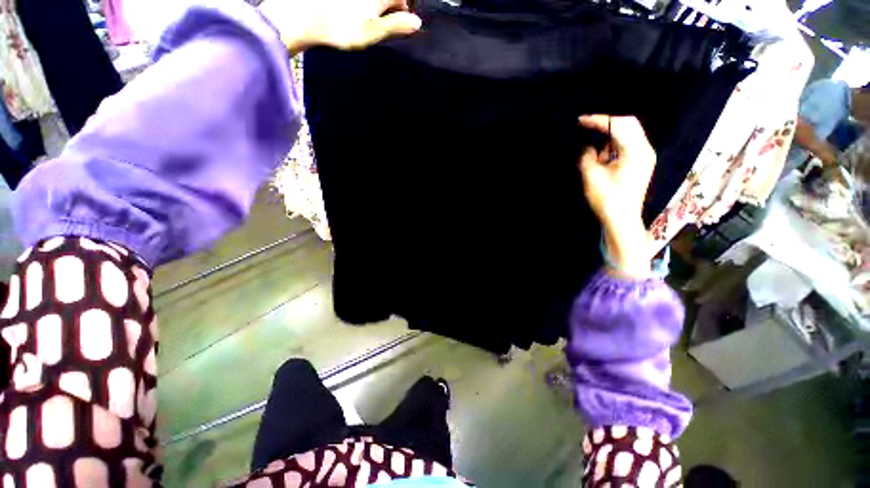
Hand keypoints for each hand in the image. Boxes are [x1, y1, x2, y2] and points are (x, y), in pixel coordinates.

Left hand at [260, 0, 421, 52]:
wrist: (303, 17)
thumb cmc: (340, 27)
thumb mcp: (371, 32)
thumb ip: (394, 26)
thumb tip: (417, 23)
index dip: (403, 8)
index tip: (399, 21)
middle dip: (388, 7)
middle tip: (381, 22)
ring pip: (371, 2)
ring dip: (374, 8)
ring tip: (364, 19)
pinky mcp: (340, 1)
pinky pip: (358, 5)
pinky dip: (362, 8)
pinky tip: (352, 14)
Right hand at [578, 115, 656, 277]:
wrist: (622, 220)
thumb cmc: (607, 199)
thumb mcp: (591, 176)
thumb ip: (587, 157)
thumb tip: (588, 148)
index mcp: (635, 151)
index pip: (617, 125)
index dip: (598, 120)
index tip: (580, 121)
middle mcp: (644, 149)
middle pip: (628, 124)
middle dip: (606, 124)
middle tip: (587, 129)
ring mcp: (645, 157)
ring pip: (628, 134)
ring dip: (610, 137)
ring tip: (595, 153)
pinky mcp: (641, 164)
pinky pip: (628, 145)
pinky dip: (614, 146)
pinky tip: (603, 158)